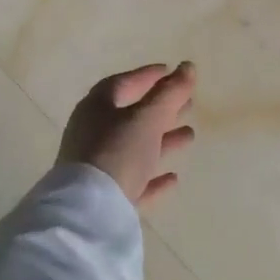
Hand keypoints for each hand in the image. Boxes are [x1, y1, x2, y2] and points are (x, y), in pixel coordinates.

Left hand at [58, 62, 195, 209]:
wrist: (89, 212)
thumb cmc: (117, 151)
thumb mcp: (148, 118)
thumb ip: (170, 93)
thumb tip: (188, 66)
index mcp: (97, 108)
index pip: (123, 83)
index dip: (148, 76)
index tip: (172, 72)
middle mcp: (92, 133)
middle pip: (131, 115)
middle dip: (161, 109)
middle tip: (189, 104)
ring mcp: (97, 167)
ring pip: (134, 148)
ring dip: (162, 140)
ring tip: (190, 135)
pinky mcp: (105, 197)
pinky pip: (133, 180)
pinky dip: (153, 176)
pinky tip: (173, 178)